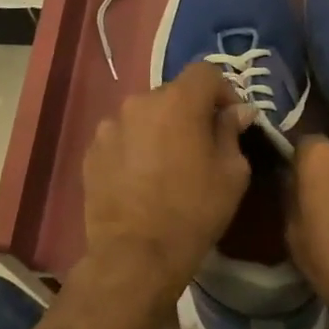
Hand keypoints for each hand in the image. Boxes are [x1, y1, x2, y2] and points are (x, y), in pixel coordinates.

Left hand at [81, 62, 254, 303]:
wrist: (136, 256)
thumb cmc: (193, 211)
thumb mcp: (232, 173)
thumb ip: (232, 132)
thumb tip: (236, 112)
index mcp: (178, 101)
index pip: (206, 72)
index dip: (223, 91)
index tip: (229, 120)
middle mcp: (140, 102)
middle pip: (173, 93)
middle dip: (190, 112)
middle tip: (200, 146)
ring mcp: (110, 126)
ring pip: (145, 115)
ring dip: (159, 129)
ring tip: (166, 165)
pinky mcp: (92, 151)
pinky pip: (122, 137)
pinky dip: (134, 148)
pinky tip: (141, 179)